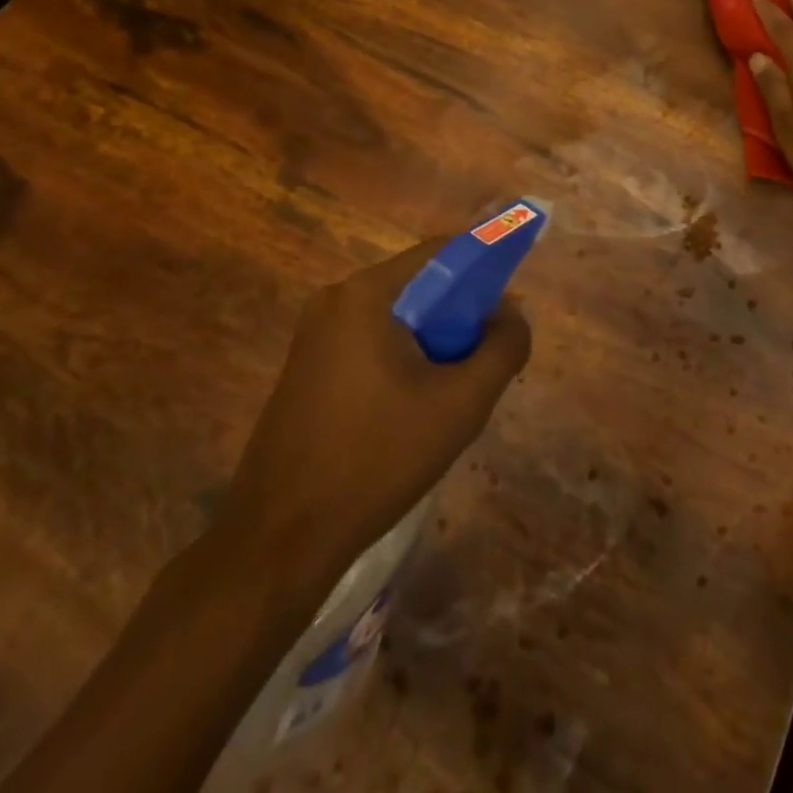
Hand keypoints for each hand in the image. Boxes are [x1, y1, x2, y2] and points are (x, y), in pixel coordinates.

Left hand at [214, 237, 531, 593]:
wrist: (280, 540)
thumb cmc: (377, 459)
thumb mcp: (461, 403)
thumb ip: (503, 348)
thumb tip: (513, 314)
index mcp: (367, 294)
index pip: (442, 252)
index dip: (485, 268)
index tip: (509, 309)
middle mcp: (336, 300)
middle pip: (420, 286)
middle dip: (460, 316)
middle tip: (484, 362)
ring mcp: (314, 335)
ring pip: (398, 319)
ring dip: (434, 343)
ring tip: (451, 395)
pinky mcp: (306, 367)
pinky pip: (371, 343)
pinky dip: (403, 360)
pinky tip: (412, 411)